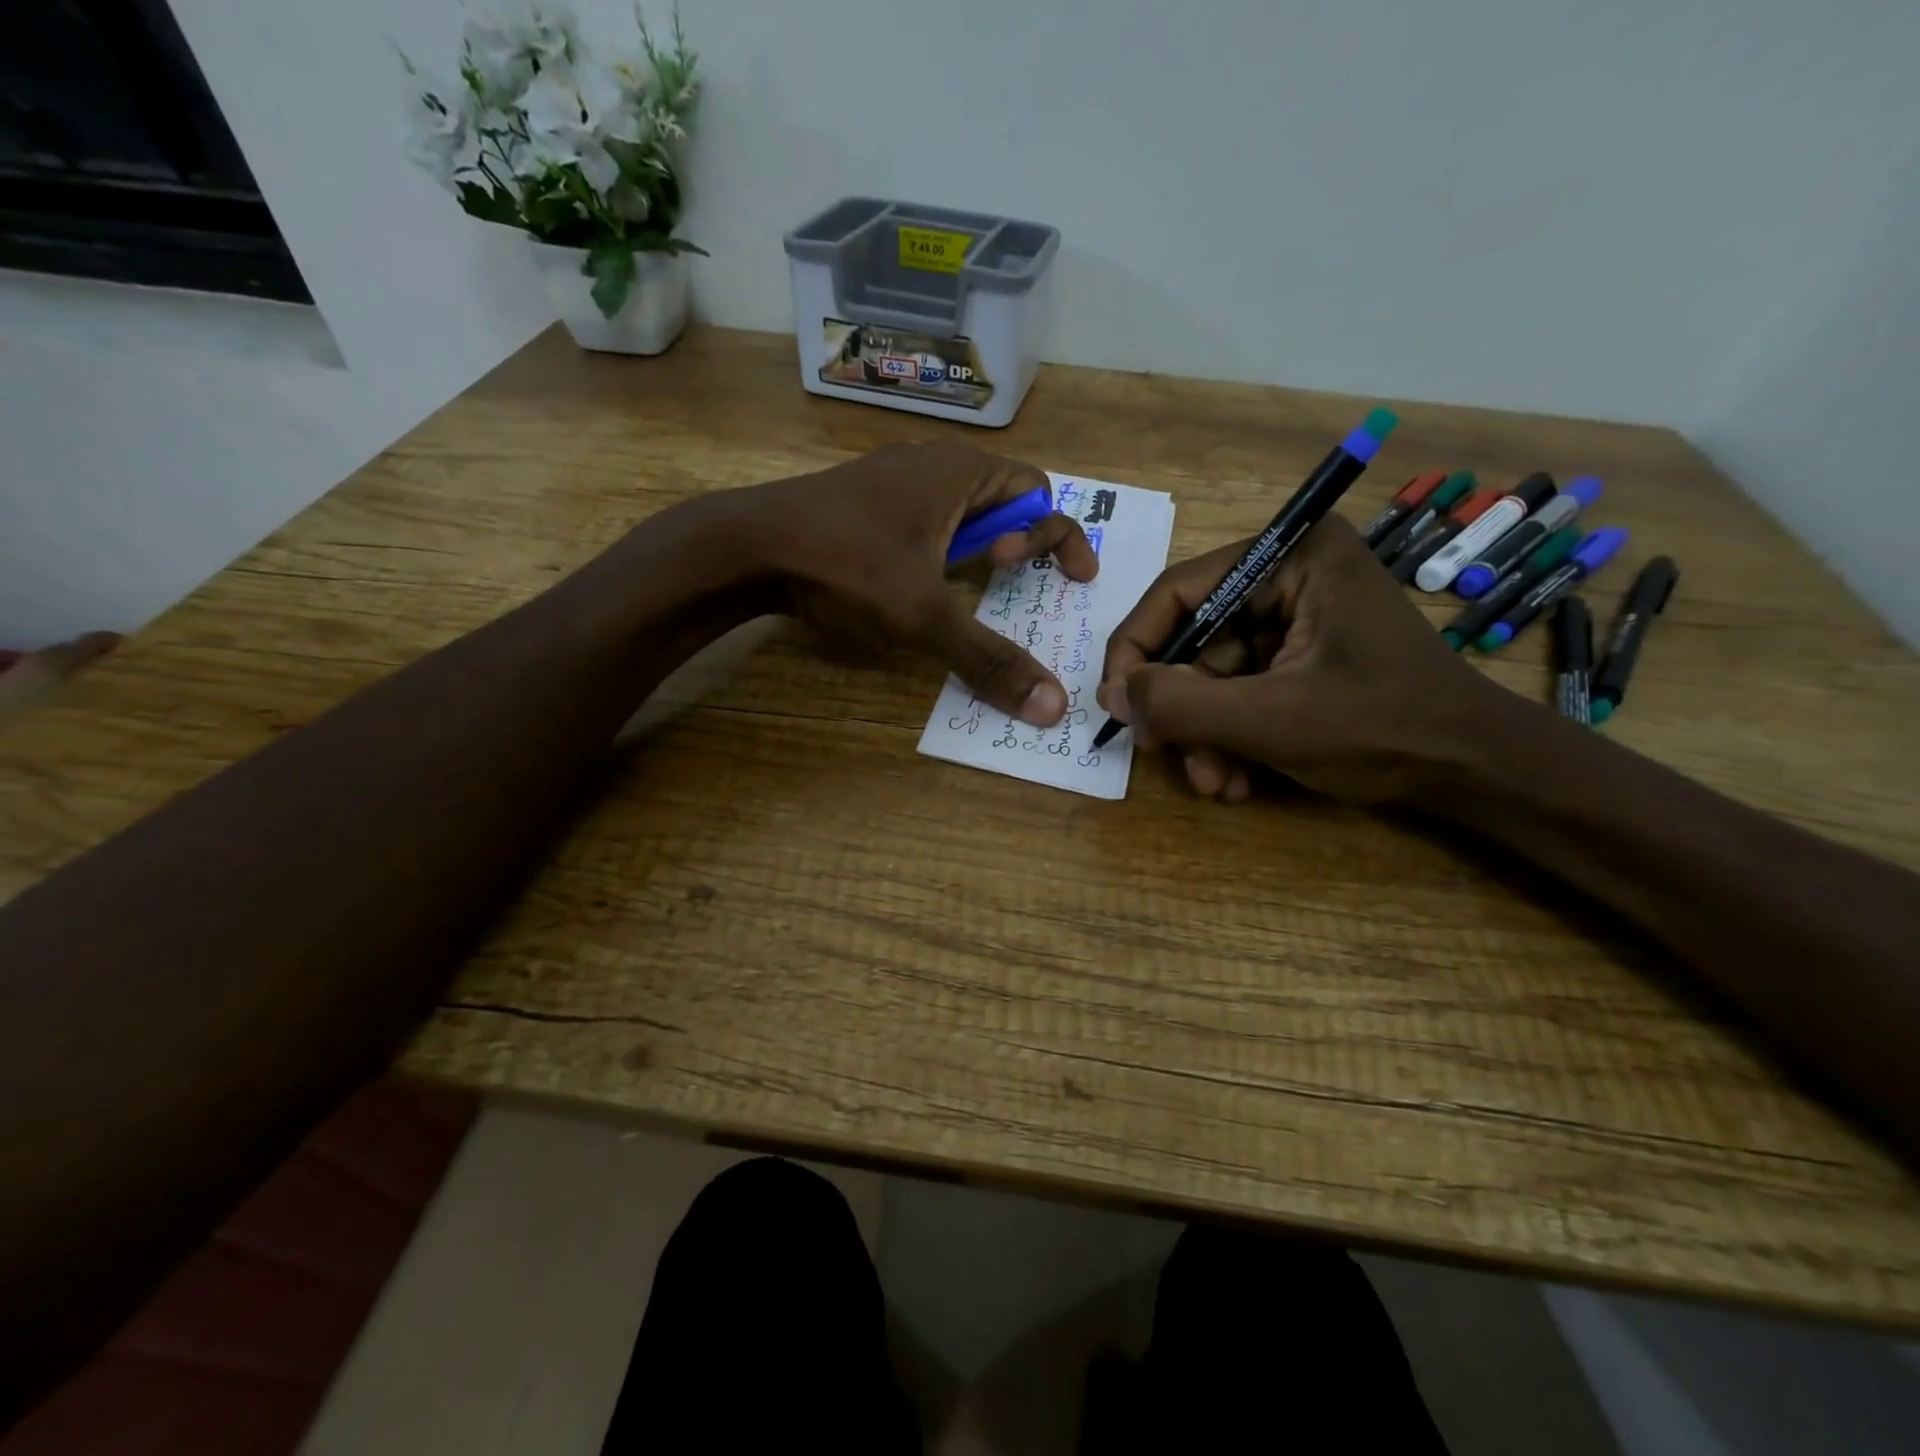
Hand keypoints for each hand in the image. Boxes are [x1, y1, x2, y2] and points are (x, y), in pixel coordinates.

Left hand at [742, 442, 1097, 724]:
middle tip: (1007, 583)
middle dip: (1021, 543)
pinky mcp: (864, 502)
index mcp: (961, 472)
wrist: (746, 545)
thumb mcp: (923, 617)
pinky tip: (920, 586)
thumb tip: (1051, 707)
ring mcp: (893, 479)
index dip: (1062, 538)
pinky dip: (941, 552)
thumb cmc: (846, 564)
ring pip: (961, 511)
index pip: (1040, 492)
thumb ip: (989, 659)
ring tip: (969, 590)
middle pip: (1004, 498)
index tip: (1070, 581)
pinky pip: (925, 520)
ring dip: (978, 551)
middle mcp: (933, 463)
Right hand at [1096, 514, 1508, 802]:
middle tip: (1163, 754)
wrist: (1478, 773)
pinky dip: (1231, 736)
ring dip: (1205, 734)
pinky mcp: (1303, 657)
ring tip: (1214, 784)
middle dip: (1182, 708)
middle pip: (1196, 639)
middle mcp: (1291, 576)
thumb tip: (1110, 695)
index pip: (1180, 591)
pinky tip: (1236, 781)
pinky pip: (1242, 691)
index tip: (1113, 702)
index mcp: (1292, 557)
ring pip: (1215, 675)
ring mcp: (1298, 619)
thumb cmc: (1383, 729)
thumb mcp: (1270, 719)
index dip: (1136, 648)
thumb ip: (1181, 704)